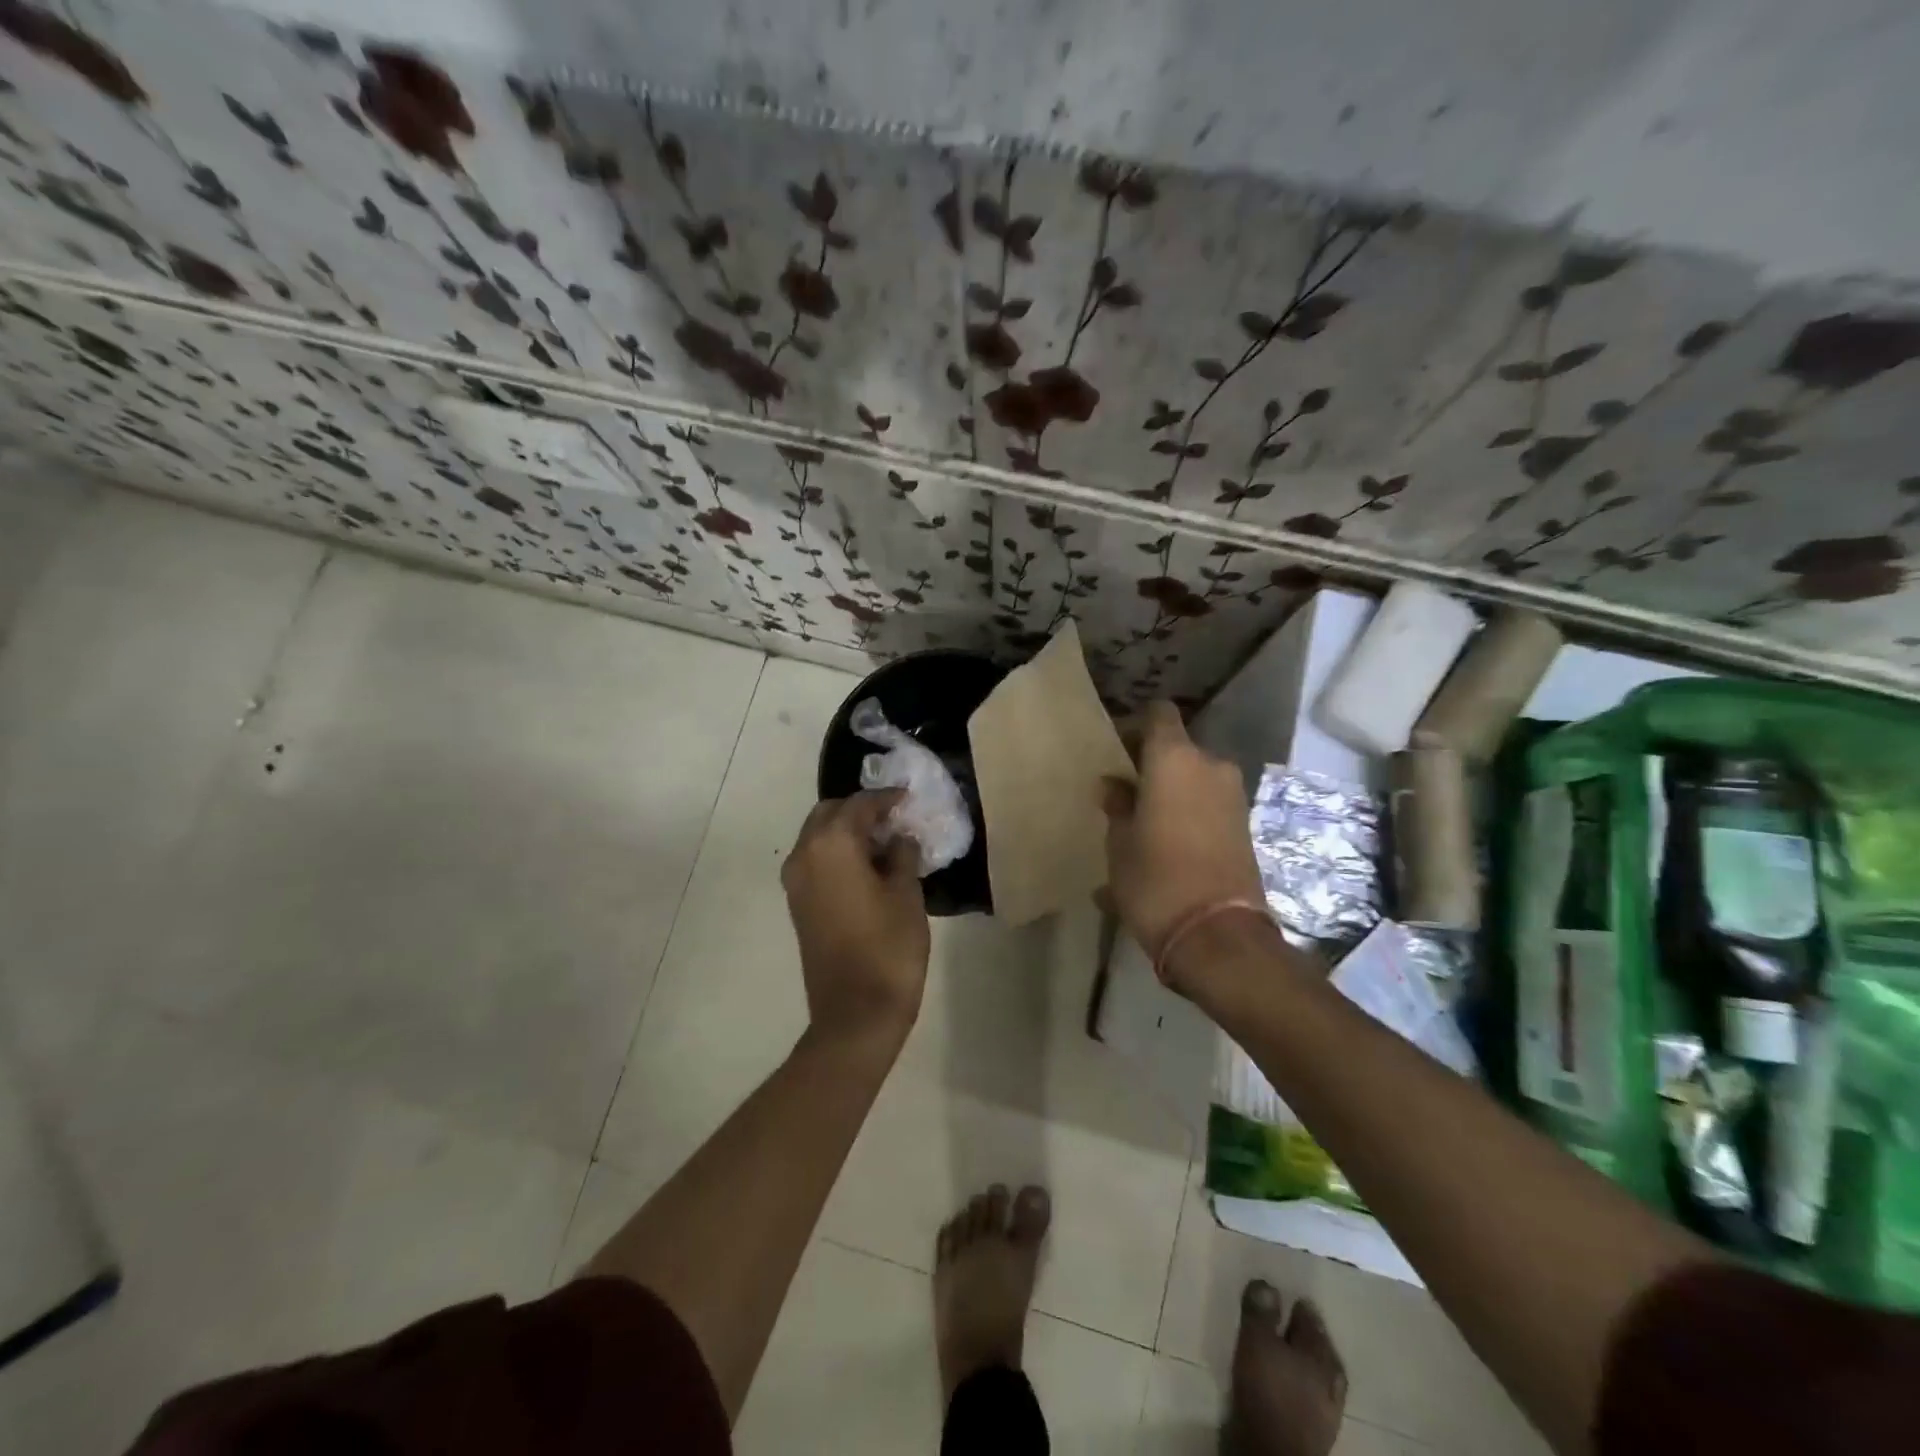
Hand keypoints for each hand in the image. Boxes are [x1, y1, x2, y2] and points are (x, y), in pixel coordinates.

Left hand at [783, 790, 930, 1049]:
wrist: (855, 1013)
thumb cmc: (888, 947)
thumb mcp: (907, 893)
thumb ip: (903, 854)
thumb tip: (899, 837)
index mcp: (832, 844)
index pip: (860, 804)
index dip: (887, 798)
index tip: (909, 797)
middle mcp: (805, 854)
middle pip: (830, 813)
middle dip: (862, 810)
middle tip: (896, 819)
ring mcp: (796, 881)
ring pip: (819, 836)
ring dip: (848, 831)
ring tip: (886, 842)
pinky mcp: (797, 903)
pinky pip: (816, 860)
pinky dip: (838, 852)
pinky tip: (868, 866)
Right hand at [1102, 702, 1266, 985]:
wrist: (1217, 936)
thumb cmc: (1155, 880)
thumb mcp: (1119, 843)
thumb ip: (1117, 806)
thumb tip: (1114, 786)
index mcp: (1174, 759)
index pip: (1158, 714)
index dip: (1135, 725)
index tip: (1115, 749)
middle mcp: (1210, 766)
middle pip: (1177, 749)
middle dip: (1151, 765)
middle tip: (1123, 792)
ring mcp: (1233, 796)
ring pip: (1194, 779)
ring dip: (1171, 792)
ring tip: (1142, 824)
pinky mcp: (1245, 825)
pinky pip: (1207, 805)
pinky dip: (1187, 814)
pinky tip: (1164, 845)